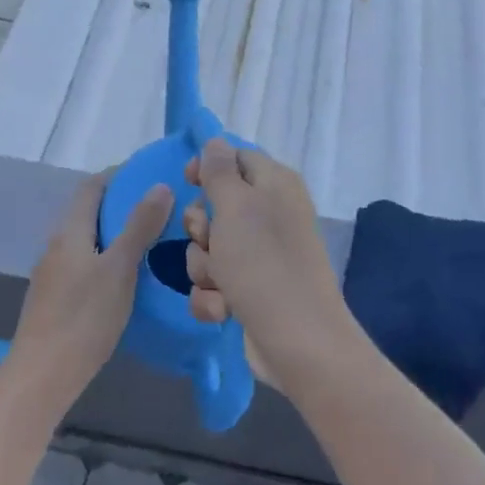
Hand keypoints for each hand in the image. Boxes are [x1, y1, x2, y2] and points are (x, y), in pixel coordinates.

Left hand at [9, 171, 173, 405]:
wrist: (42, 377)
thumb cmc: (83, 318)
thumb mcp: (120, 269)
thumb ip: (139, 227)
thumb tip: (159, 185)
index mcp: (69, 231)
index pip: (91, 187)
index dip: (117, 176)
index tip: (148, 176)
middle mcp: (56, 246)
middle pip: (88, 213)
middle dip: (120, 206)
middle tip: (158, 211)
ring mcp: (52, 275)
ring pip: (87, 241)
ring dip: (114, 235)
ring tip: (148, 243)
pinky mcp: (55, 300)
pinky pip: (84, 265)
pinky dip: (106, 260)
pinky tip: (126, 280)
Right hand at [183, 137, 347, 391]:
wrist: (297, 342)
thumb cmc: (264, 263)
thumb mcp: (236, 207)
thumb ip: (220, 171)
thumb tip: (215, 142)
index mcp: (275, 184)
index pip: (235, 158)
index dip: (207, 167)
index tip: (186, 182)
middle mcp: (270, 215)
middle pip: (215, 205)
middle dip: (201, 228)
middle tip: (209, 240)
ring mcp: (261, 256)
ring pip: (209, 248)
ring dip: (205, 267)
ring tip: (221, 283)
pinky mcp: (251, 291)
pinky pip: (214, 283)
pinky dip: (213, 297)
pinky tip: (224, 309)